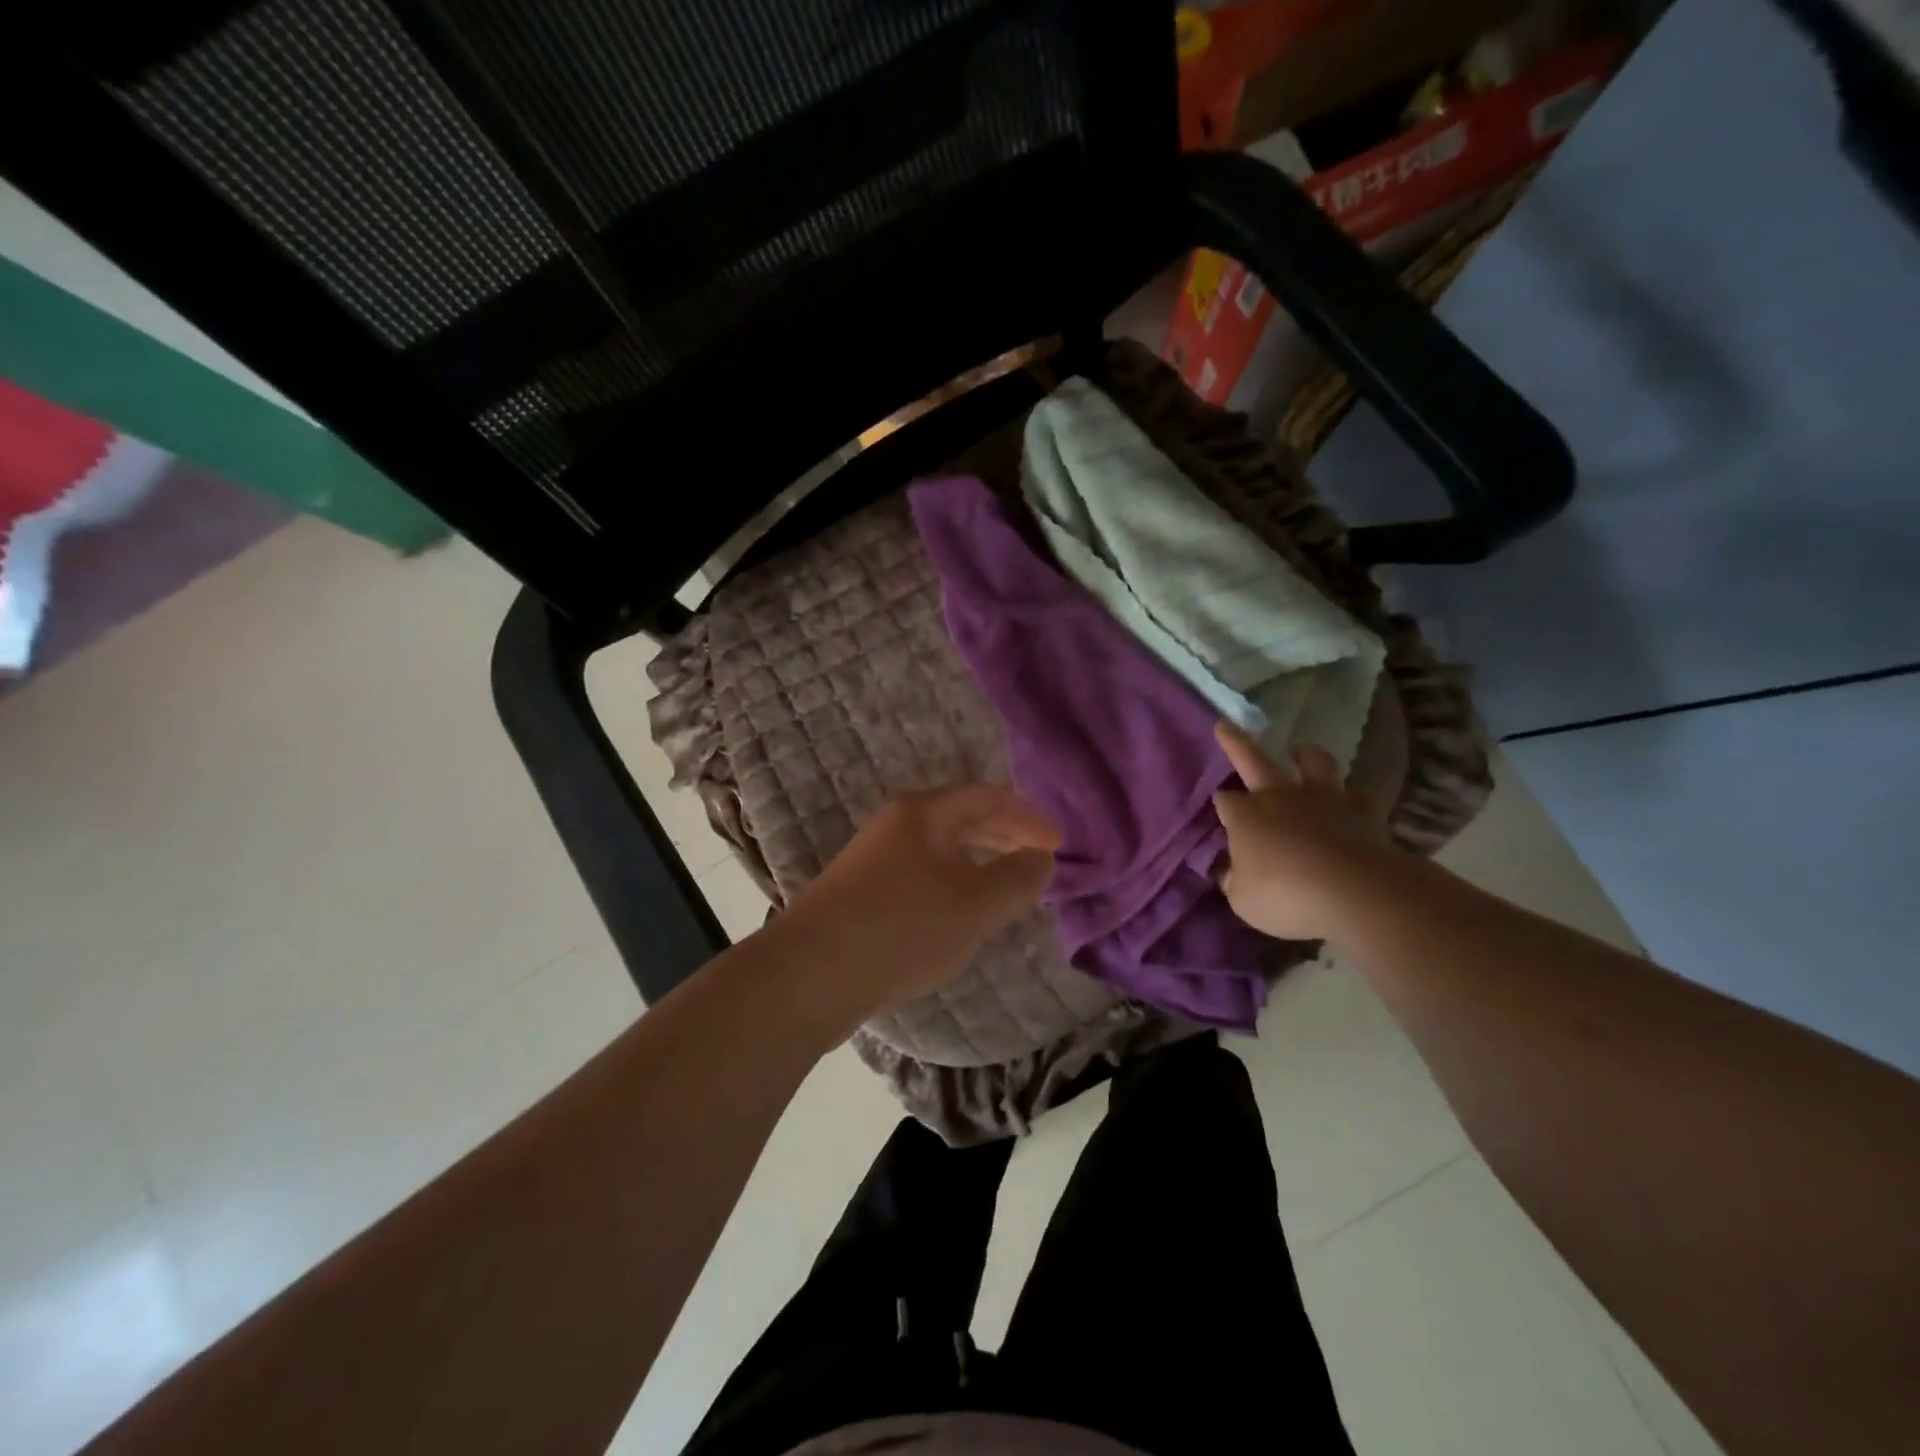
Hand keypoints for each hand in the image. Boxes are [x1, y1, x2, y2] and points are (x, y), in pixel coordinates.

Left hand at [782, 784, 1060, 1018]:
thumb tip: (1041, 858)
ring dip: (977, 861)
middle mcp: (895, 824)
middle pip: (961, 818)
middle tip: (1037, 860)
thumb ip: (1017, 879)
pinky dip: (951, 883)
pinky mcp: (859, 892)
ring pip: (939, 848)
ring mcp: (873, 857)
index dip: (1028, 817)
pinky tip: (958, 914)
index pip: (987, 796)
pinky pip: (920, 874)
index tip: (1057, 844)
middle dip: (1004, 835)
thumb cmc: (902, 928)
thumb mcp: (975, 905)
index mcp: (924, 813)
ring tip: (1005, 886)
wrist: (810, 973)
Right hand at [1212, 720, 1402, 941]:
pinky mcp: (1363, 812)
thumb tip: (1233, 872)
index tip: (1222, 809)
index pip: (1225, 800)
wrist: (1355, 893)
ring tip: (1301, 751)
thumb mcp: (1243, 900)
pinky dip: (1352, 794)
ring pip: (1314, 763)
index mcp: (1246, 816)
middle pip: (1253, 760)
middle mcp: (1281, 798)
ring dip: (1305, 755)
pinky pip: (1357, 794)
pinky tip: (1350, 798)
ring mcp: (1324, 800)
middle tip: (1225, 726)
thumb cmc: (1287, 896)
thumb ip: (1236, 881)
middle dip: (1236, 743)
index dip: (1222, 804)